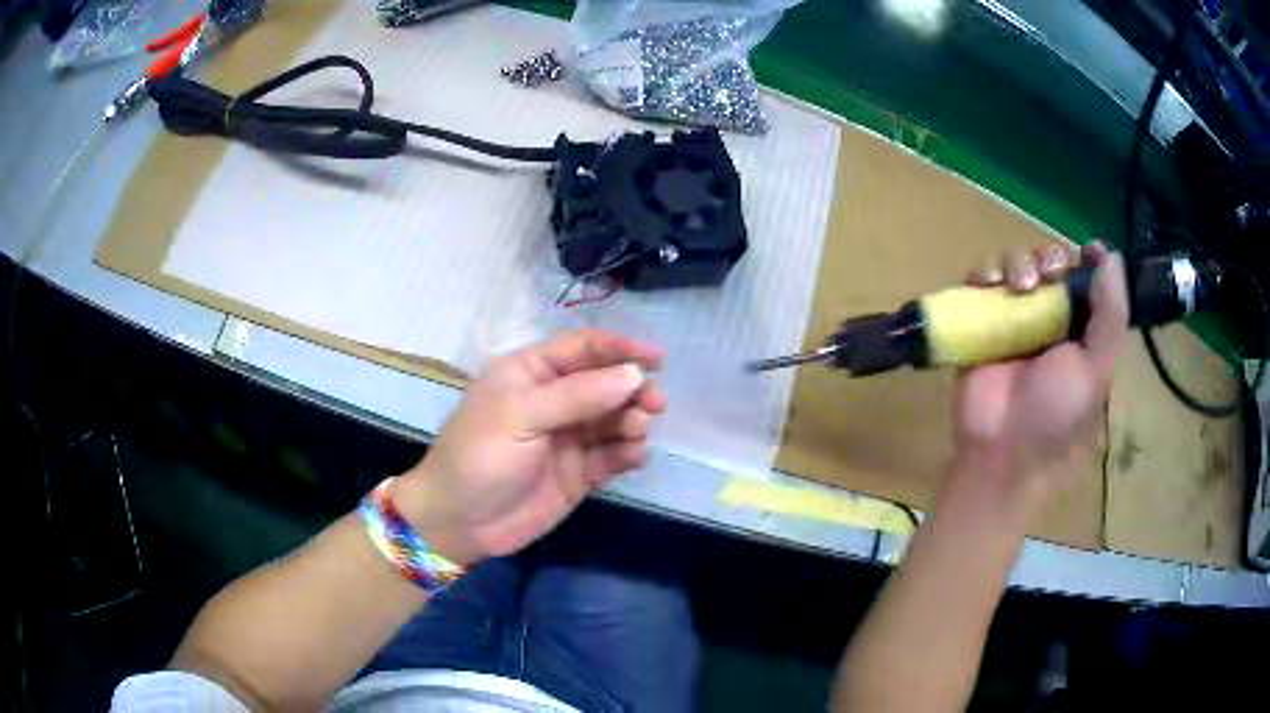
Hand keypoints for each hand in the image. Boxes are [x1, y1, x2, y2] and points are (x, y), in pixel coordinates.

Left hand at [393, 330, 665, 564]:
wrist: (461, 523)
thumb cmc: (479, 457)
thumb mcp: (520, 417)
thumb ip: (577, 396)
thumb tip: (633, 375)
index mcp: (531, 372)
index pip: (583, 348)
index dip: (620, 348)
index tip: (657, 358)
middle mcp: (554, 400)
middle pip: (606, 383)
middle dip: (633, 390)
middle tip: (654, 405)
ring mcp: (568, 437)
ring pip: (614, 419)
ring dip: (632, 421)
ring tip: (635, 433)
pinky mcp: (579, 472)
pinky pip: (612, 454)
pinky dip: (628, 452)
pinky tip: (632, 457)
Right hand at [953, 242, 1128, 503]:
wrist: (999, 449)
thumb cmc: (1055, 414)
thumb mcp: (1096, 370)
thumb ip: (1111, 314)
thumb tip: (1112, 256)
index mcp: (1084, 328)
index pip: (1090, 278)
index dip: (1089, 258)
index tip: (1086, 251)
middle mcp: (1053, 317)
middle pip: (1053, 261)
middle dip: (1050, 258)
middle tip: (1046, 276)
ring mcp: (1016, 317)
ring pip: (1018, 262)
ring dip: (1018, 262)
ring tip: (1017, 287)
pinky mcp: (982, 319)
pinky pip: (981, 279)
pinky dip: (983, 272)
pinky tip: (986, 283)